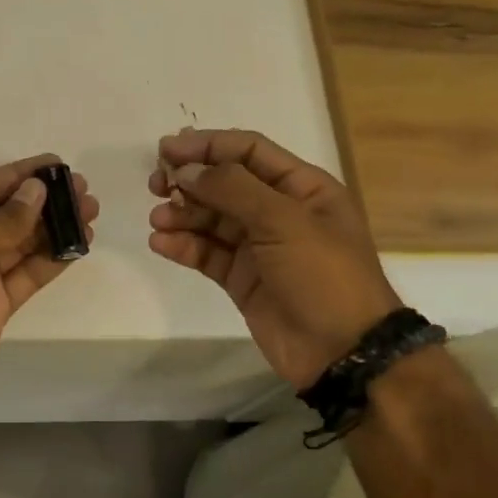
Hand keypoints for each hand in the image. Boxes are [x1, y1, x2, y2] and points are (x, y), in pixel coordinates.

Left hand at [0, 155, 97, 412]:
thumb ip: (6, 220)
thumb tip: (38, 189)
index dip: (21, 175)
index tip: (56, 163)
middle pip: (9, 214)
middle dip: (45, 201)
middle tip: (83, 189)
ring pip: (24, 244)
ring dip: (55, 227)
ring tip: (91, 211)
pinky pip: (29, 274)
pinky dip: (53, 259)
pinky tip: (79, 244)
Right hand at [148, 129, 399, 388]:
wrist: (342, 352)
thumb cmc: (323, 275)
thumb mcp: (284, 221)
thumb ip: (233, 189)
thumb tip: (186, 170)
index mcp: (302, 188)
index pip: (249, 151)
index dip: (208, 146)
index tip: (166, 149)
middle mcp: (279, 212)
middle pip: (226, 184)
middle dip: (190, 181)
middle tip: (155, 185)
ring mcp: (259, 247)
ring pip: (212, 220)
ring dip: (182, 215)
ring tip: (158, 220)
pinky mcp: (242, 279)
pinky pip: (207, 254)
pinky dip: (184, 246)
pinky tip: (161, 244)